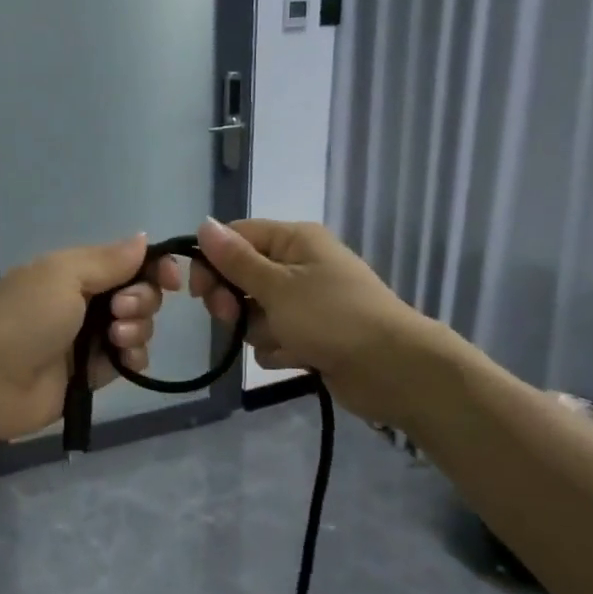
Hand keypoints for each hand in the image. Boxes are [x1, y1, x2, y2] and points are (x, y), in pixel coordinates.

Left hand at [0, 234, 181, 441]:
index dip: (155, 267)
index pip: (129, 261)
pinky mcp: (96, 373)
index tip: (170, 278)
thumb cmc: (25, 318)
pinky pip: (131, 360)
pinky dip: (134, 357)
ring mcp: (92, 338)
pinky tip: (123, 358)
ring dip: (138, 329)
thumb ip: (107, 260)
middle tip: (117, 312)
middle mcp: (88, 301)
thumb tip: (143, 239)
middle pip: (141, 293)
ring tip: (115, 338)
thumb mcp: (62, 276)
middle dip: (142, 300)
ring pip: (140, 327)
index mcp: (77, 271)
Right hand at [191, 217, 425, 426]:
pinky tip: (298, 358)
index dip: (212, 262)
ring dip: (260, 331)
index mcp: (294, 240)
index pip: (235, 237)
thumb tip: (203, 223)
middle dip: (234, 302)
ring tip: (284, 340)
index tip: (199, 293)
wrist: (393, 369)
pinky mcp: (311, 334)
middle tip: (233, 318)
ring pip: (254, 312)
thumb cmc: (332, 317)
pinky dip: (279, 349)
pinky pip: (274, 338)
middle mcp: (298, 265)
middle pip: (241, 277)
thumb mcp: (277, 285)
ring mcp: (305, 302)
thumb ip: (236, 259)